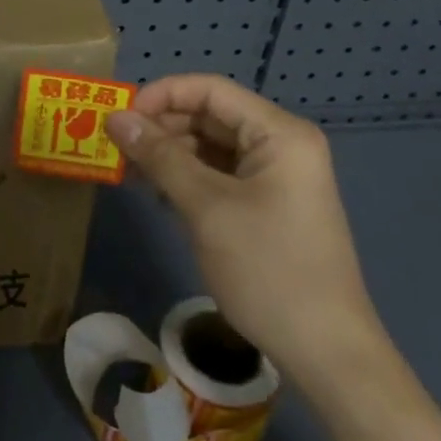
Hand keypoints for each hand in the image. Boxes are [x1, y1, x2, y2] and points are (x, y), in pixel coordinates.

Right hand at [104, 74, 387, 395]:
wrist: (325, 350)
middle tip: (118, 148)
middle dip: (162, 126)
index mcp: (279, 133)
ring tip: (132, 172)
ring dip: (171, 153)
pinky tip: (159, 194)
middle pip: (210, 115)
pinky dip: (188, 177)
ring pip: (211, 146)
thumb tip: (115, 118)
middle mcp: (281, 144)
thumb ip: (160, 157)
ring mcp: (277, 175)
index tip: (119, 118)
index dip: (161, 96)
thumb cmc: (267, 268)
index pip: (210, 90)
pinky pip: (220, 174)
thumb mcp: (207, 208)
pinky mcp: (268, 203)